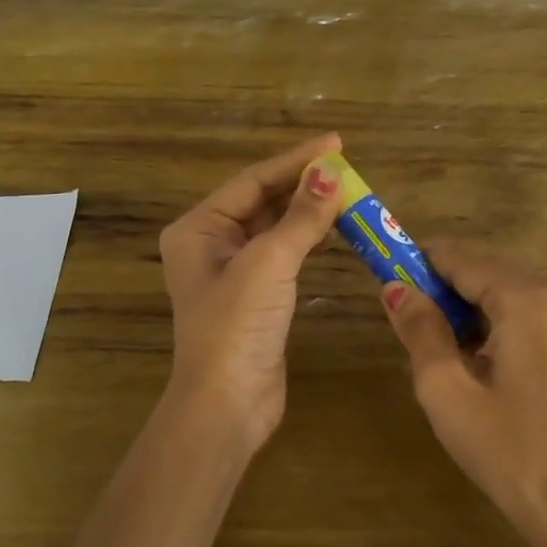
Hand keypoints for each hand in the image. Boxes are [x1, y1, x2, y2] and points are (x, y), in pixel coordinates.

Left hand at [159, 135, 349, 453]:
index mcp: (198, 229)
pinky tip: (333, 230)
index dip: (295, 160)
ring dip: (308, 211)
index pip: (252, 181)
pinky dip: (307, 240)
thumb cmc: (237, 326)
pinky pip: (283, 255)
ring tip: (348, 193)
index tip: (337, 143)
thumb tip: (330, 174)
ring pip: (275, 229)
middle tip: (348, 168)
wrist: (228, 403)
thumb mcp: (269, 263)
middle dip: (303, 184)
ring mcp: (233, 273)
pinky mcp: (255, 298)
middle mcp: (210, 245)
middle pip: (262, 202)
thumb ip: (301, 217)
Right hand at [381, 247, 546, 546]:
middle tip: (411, 319)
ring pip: (508, 290)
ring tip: (441, 344)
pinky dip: (497, 320)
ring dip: (471, 305)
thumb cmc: (501, 446)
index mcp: (529, 299)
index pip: (464, 259)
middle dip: (447, 286)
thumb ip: (419, 328)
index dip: (422, 264)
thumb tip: (394, 287)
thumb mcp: (444, 387)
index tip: (389, 276)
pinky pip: (529, 312)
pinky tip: (477, 356)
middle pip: (489, 270)